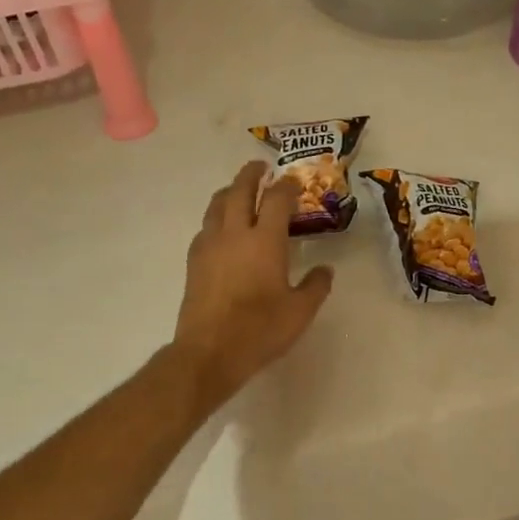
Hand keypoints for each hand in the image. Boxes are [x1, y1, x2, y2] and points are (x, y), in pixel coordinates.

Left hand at [173, 162, 334, 408]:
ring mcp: (209, 246)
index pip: (276, 199)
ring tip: (238, 191)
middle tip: (260, 167)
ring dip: (229, 191)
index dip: (287, 186)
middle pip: (239, 190)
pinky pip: (205, 227)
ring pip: (216, 205)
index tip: (294, 182)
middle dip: (251, 175)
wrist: (209, 352)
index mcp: (265, 241)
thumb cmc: (260, 330)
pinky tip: (221, 228)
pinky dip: (216, 217)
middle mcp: (234, 234)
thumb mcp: (300, 312)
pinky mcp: (193, 262)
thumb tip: (325, 270)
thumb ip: (316, 286)